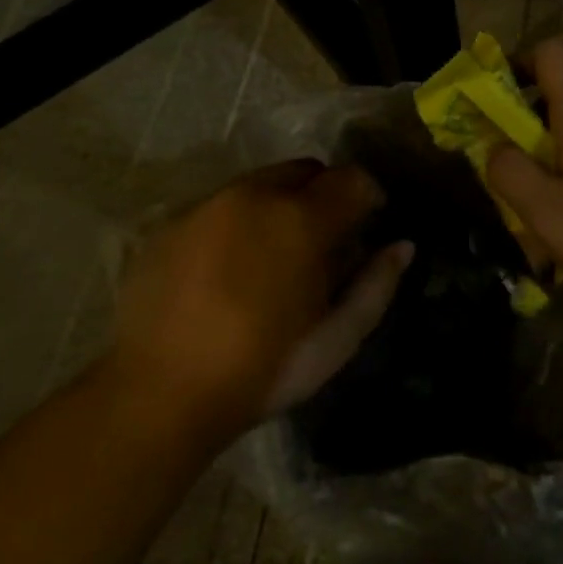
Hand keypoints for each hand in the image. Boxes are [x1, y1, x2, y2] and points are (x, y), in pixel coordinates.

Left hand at [109, 161, 412, 438]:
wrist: (159, 394)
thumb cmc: (262, 369)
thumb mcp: (337, 338)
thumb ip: (377, 284)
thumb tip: (402, 247)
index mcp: (301, 219)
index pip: (352, 179)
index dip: (368, 197)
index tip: (367, 225)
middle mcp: (254, 196)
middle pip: (305, 170)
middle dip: (323, 194)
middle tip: (322, 241)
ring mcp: (206, 205)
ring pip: (259, 184)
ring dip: (279, 206)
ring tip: (272, 256)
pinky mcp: (170, 224)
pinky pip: (219, 206)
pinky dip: (237, 223)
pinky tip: (228, 269)